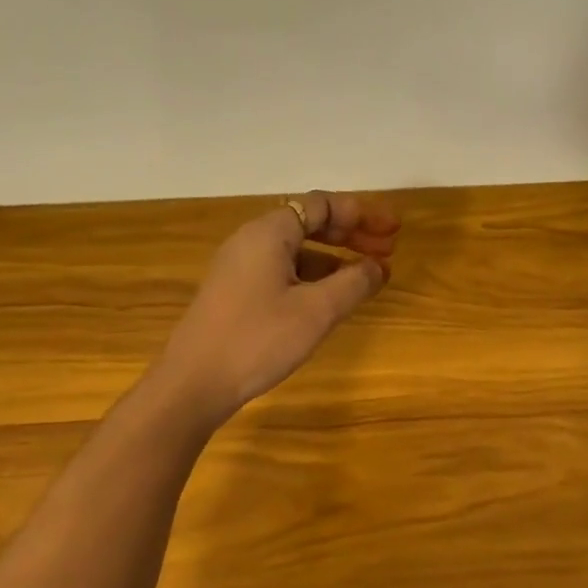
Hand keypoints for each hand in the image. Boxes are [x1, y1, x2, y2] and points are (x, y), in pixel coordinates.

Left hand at [154, 191, 399, 424]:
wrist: (194, 383)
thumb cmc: (258, 339)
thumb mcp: (316, 311)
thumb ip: (354, 283)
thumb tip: (378, 267)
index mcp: (269, 233)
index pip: (322, 205)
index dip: (362, 213)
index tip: (393, 230)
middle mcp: (252, 240)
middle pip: (310, 223)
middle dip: (353, 233)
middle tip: (389, 250)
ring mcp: (241, 267)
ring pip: (298, 249)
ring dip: (336, 256)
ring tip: (369, 275)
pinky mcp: (237, 292)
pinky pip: (284, 270)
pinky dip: (315, 276)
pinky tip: (333, 296)